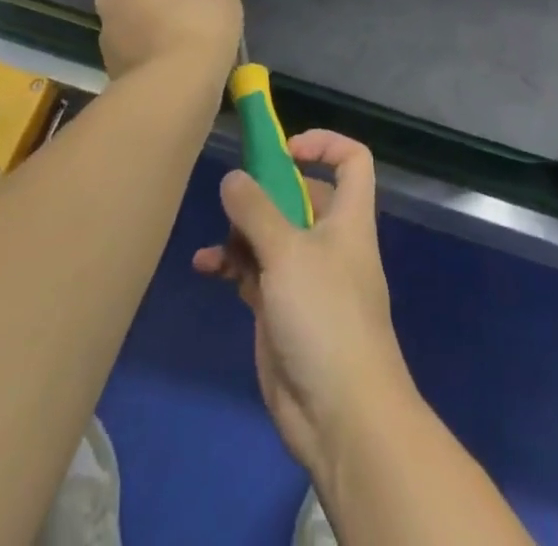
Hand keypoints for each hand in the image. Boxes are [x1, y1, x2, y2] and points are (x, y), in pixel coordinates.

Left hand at [94, 0, 246, 84]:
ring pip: (150, 10)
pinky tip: (188, 53)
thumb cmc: (200, 20)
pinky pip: (145, 40)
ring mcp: (108, 27)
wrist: (172, 87)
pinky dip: (164, 41)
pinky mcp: (112, 60)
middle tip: (217, 1)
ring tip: (205, 30)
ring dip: (173, 14)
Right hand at [193, 131, 415, 481]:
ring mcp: (305, 276)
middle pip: (301, 196)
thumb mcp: (287, 252)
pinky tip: (206, 268)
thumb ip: (257, 210)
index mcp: (348, 217)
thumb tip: (233, 176)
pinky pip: (255, 272)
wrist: (340, 414)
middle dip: (266, 192)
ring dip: (242, 232)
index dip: (324, 144)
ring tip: (218, 243)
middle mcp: (329, 240)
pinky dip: (232, 265)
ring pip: (272, 235)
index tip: (285, 150)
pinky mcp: (282, 310)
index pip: (352, 160)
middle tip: (234, 197)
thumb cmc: (325, 315)